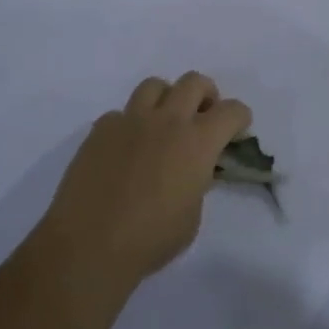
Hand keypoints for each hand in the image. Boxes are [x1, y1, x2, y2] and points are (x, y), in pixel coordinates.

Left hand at [38, 72, 252, 292]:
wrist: (89, 245)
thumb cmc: (150, 240)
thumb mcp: (191, 217)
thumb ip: (198, 184)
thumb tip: (193, 172)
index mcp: (197, 142)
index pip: (231, 111)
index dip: (239, 118)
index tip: (236, 131)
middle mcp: (167, 120)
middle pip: (194, 82)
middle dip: (206, 95)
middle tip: (203, 117)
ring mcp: (130, 120)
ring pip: (155, 85)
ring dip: (166, 99)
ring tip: (163, 124)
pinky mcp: (100, 130)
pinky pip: (120, 114)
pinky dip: (129, 125)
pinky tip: (125, 150)